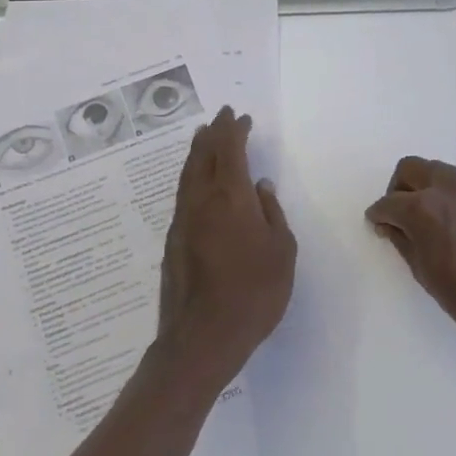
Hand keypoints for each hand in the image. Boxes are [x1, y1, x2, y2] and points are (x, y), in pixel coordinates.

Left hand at [155, 106, 296, 392]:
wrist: (202, 337)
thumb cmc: (254, 293)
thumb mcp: (281, 252)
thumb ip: (271, 214)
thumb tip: (260, 187)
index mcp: (230, 197)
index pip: (230, 151)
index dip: (235, 131)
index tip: (241, 117)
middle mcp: (201, 200)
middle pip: (203, 155)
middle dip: (213, 133)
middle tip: (221, 117)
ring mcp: (183, 220)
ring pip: (188, 174)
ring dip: (198, 151)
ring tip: (204, 138)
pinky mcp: (173, 240)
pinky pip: (183, 193)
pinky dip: (191, 175)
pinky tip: (197, 181)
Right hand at [366, 157, 455, 368]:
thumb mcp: (424, 272)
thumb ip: (403, 240)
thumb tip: (391, 225)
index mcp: (424, 208)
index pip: (389, 202)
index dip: (378, 215)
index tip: (377, 226)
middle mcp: (448, 188)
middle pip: (410, 169)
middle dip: (398, 189)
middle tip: (398, 216)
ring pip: (437, 171)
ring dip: (424, 187)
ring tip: (427, 219)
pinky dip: (448, 195)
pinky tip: (454, 223)